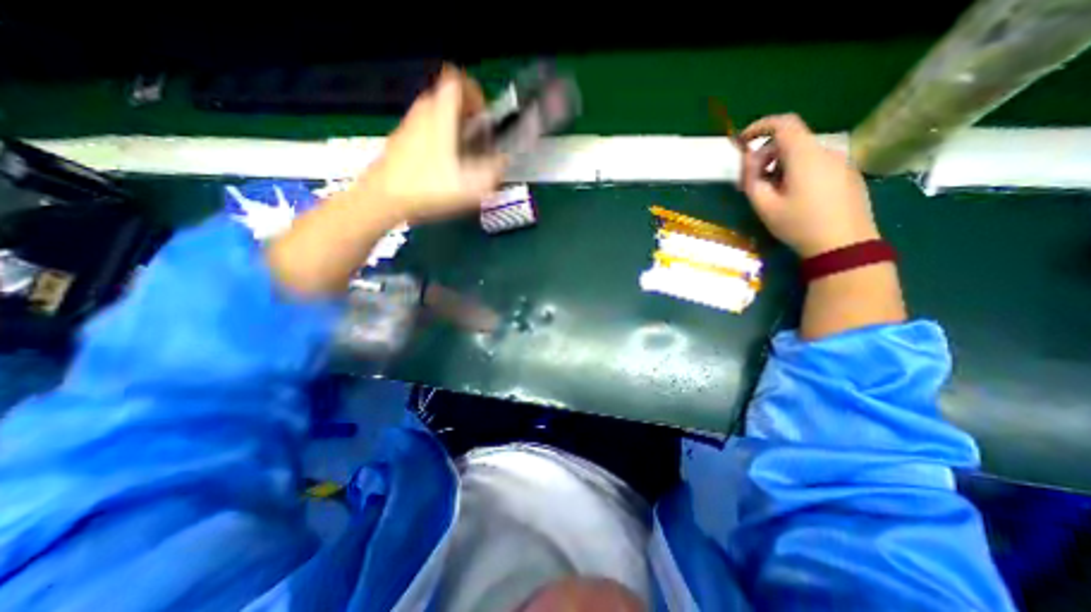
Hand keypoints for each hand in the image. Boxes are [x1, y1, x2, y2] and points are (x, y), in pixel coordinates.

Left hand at [361, 65, 509, 222]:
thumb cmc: (429, 187)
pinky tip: (444, 161)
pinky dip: (438, 134)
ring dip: (452, 122)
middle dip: (466, 110)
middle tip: (478, 134)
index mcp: (442, 114)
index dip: (475, 92)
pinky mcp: (402, 138)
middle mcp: (424, 111)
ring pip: (435, 110)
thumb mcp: (472, 185)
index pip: (458, 81)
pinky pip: (425, 125)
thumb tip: (503, 161)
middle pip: (447, 94)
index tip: (484, 114)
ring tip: (463, 150)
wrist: (385, 197)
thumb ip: (493, 170)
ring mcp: (409, 123)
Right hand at [737, 114, 881, 255]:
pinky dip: (798, 171)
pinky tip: (793, 197)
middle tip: (751, 181)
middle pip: (791, 141)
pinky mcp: (848, 174)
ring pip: (803, 154)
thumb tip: (749, 160)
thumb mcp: (765, 206)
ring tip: (771, 193)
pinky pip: (817, 164)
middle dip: (766, 155)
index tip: (743, 141)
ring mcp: (841, 162)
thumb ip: (752, 179)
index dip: (760, 127)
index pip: (783, 123)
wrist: (844, 245)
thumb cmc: (799, 225)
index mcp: (805, 156)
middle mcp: (826, 151)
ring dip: (781, 165)